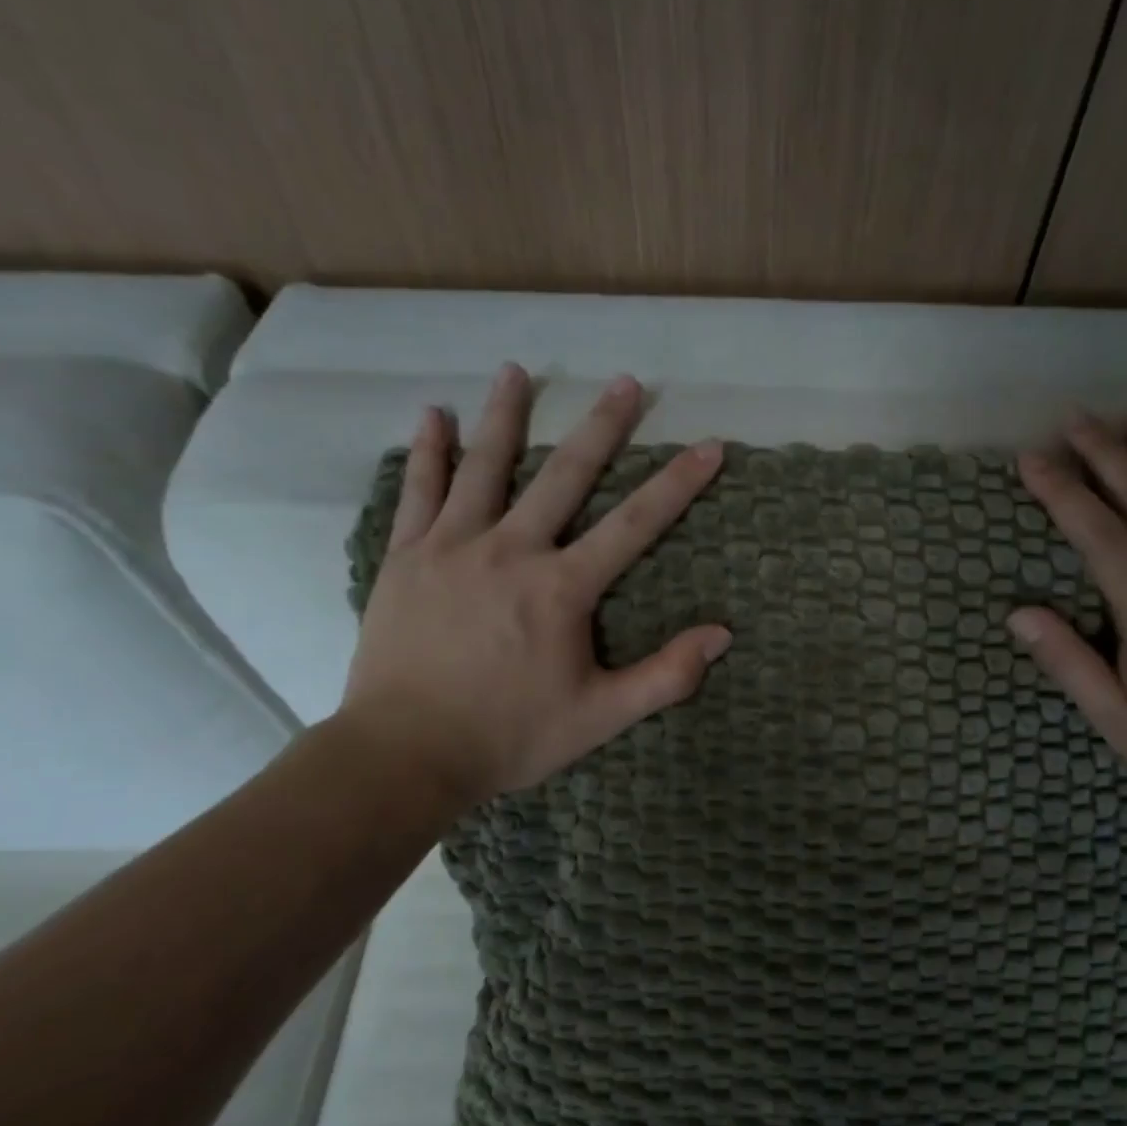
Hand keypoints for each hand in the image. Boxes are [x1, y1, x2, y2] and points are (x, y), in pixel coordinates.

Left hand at [339, 363, 731, 809]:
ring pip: (485, 467)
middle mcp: (510, 551)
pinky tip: (433, 415)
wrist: (404, 755)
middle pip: (564, 475)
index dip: (677, 484)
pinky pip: (418, 492)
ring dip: (506, 415)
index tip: (708, 445)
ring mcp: (452, 547)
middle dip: (601, 426)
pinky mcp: (406, 558)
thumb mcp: (601, 716)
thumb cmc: (509, 736)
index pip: (634, 524)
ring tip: (518, 370)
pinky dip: (428, 452)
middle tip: (625, 381)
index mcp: (561, 589)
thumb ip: (665, 676)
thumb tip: (722, 635)